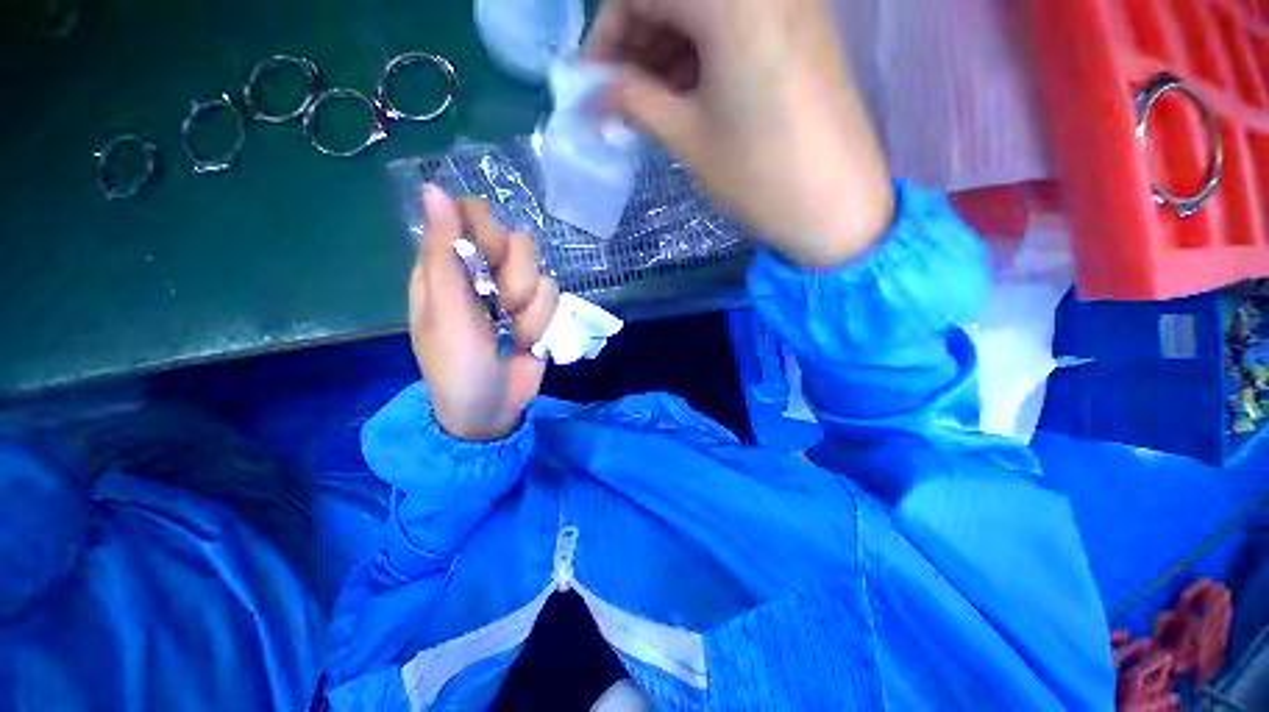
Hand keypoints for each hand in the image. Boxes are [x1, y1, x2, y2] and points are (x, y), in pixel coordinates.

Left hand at [409, 186, 559, 440]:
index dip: (487, 230)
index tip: (489, 258)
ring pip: (540, 271)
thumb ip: (443, 253)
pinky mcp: (538, 311)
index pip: (472, 215)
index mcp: (448, 267)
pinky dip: (542, 323)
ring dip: (530, 308)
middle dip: (515, 276)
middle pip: (516, 240)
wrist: (491, 411)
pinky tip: (528, 342)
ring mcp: (515, 293)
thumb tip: (433, 188)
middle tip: (502, 304)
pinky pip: (554, 297)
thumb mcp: (445, 311)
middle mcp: (483, 273)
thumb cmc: (456, 365)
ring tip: (514, 332)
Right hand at [586, 0, 893, 266]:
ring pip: (703, 11)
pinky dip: (700, 53)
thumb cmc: (758, 175)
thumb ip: (634, 102)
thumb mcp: (687, 138)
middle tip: (621, 97)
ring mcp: (787, 1)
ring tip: (651, 104)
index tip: (594, 84)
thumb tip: (593, 96)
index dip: (606, 35)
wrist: (836, 206)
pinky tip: (688, 94)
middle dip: (636, 42)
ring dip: (666, 50)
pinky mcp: (799, 27)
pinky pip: (734, 24)